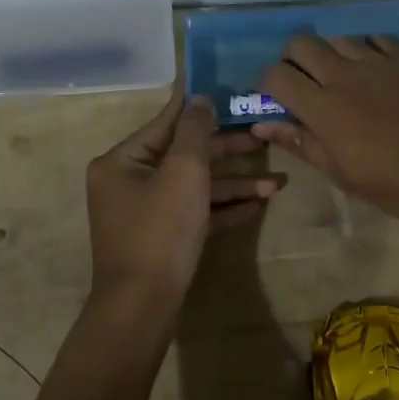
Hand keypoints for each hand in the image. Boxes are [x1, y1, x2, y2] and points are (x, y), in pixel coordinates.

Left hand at [86, 88, 282, 306]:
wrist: (142, 309)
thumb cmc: (160, 230)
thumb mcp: (183, 171)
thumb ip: (194, 130)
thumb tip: (199, 98)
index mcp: (121, 161)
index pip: (166, 123)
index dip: (197, 107)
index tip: (224, 90)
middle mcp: (128, 182)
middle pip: (184, 156)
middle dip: (227, 153)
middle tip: (263, 140)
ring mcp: (144, 214)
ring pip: (193, 187)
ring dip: (233, 185)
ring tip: (277, 184)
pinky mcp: (160, 240)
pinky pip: (193, 213)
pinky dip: (222, 208)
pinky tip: (257, 205)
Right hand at [253, 35, 398, 226]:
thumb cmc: (397, 184)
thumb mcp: (342, 174)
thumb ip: (302, 143)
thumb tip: (263, 126)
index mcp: (323, 107)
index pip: (276, 75)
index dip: (268, 84)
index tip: (276, 99)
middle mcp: (344, 74)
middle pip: (301, 43)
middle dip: (294, 59)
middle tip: (306, 82)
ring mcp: (379, 60)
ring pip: (339, 38)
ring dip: (332, 55)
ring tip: (346, 77)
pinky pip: (377, 40)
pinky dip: (369, 52)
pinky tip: (379, 72)